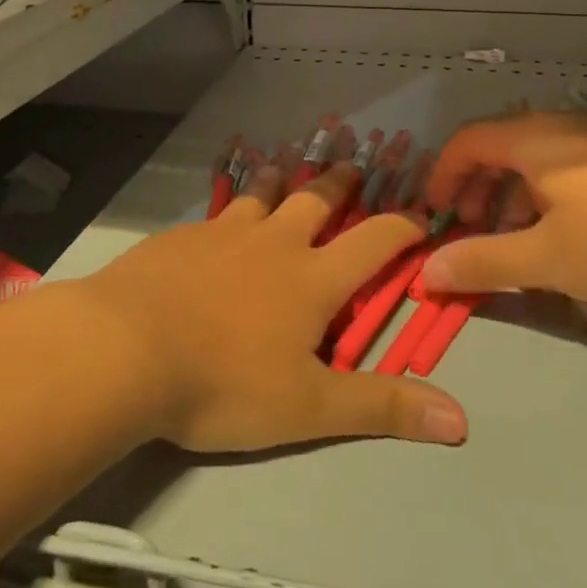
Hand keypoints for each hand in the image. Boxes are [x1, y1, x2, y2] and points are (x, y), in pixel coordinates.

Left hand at [77, 165, 468, 453]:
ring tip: (287, 171)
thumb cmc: (224, 382)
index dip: (401, 228)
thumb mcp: (308, 407)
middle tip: (353, 167)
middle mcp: (274, 243)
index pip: (373, 242)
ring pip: (262, 195)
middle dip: (340, 184)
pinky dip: (230, 208)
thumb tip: (460, 420)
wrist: (126, 347)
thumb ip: (381, 408)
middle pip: (316, 200)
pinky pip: (216, 213)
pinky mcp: (182, 236)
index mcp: (312, 278)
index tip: (419, 217)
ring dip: (281, 182)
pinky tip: (218, 219)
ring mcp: (224, 232)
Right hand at [419, 111, 586, 305]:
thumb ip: (484, 262)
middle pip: (498, 146)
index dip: (441, 176)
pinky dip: (547, 195)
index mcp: (532, 139)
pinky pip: (569, 165)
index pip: (466, 142)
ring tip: (519, 241)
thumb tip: (425, 271)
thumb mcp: (550, 259)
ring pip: (536, 158)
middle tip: (471, 232)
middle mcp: (561, 125)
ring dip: (512, 196)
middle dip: (476, 190)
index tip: (432, 216)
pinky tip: (571, 235)